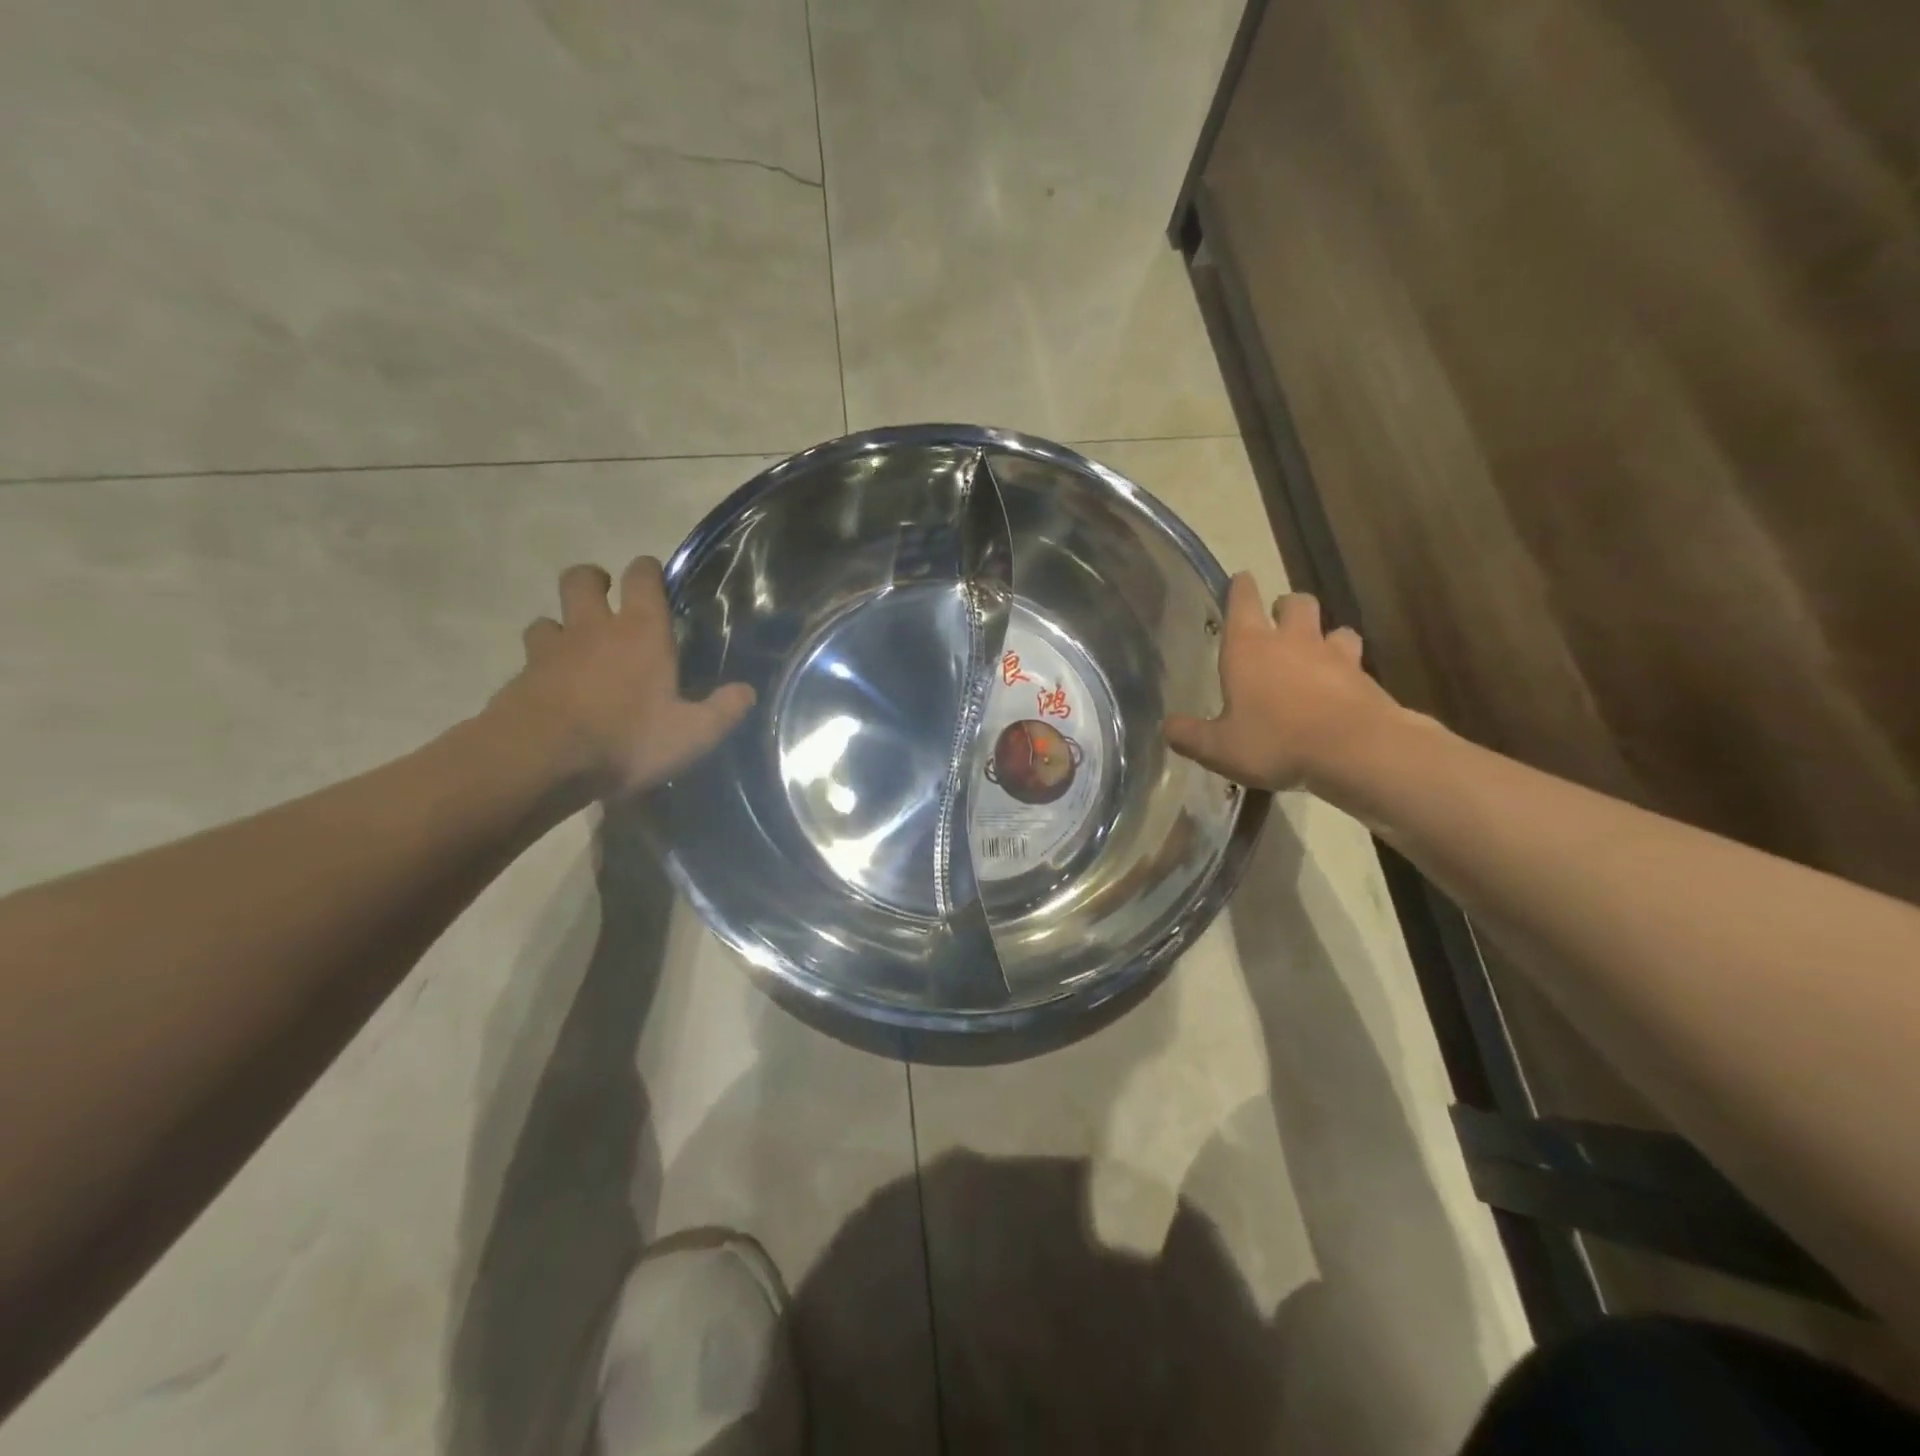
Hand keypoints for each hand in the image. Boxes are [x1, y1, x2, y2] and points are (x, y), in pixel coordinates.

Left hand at [490, 557, 754, 799]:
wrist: (541, 761)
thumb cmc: (627, 740)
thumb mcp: (691, 734)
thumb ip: (721, 711)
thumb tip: (747, 691)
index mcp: (640, 632)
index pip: (641, 577)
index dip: (647, 570)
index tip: (652, 576)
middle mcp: (593, 629)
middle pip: (581, 579)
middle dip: (593, 580)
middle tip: (605, 597)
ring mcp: (550, 651)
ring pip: (547, 619)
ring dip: (561, 626)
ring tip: (574, 648)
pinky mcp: (519, 678)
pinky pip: (530, 660)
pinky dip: (541, 667)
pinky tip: (552, 691)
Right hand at [1165, 574, 1400, 791]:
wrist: (1355, 752)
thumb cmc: (1275, 742)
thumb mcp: (1218, 748)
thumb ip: (1189, 735)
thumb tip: (1168, 726)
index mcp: (1248, 647)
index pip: (1242, 601)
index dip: (1239, 588)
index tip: (1240, 580)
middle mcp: (1292, 640)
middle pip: (1294, 602)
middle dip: (1285, 607)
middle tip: (1278, 622)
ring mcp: (1334, 655)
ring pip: (1333, 628)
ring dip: (1323, 634)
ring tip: (1315, 654)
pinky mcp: (1365, 677)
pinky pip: (1355, 661)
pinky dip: (1346, 669)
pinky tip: (1340, 688)